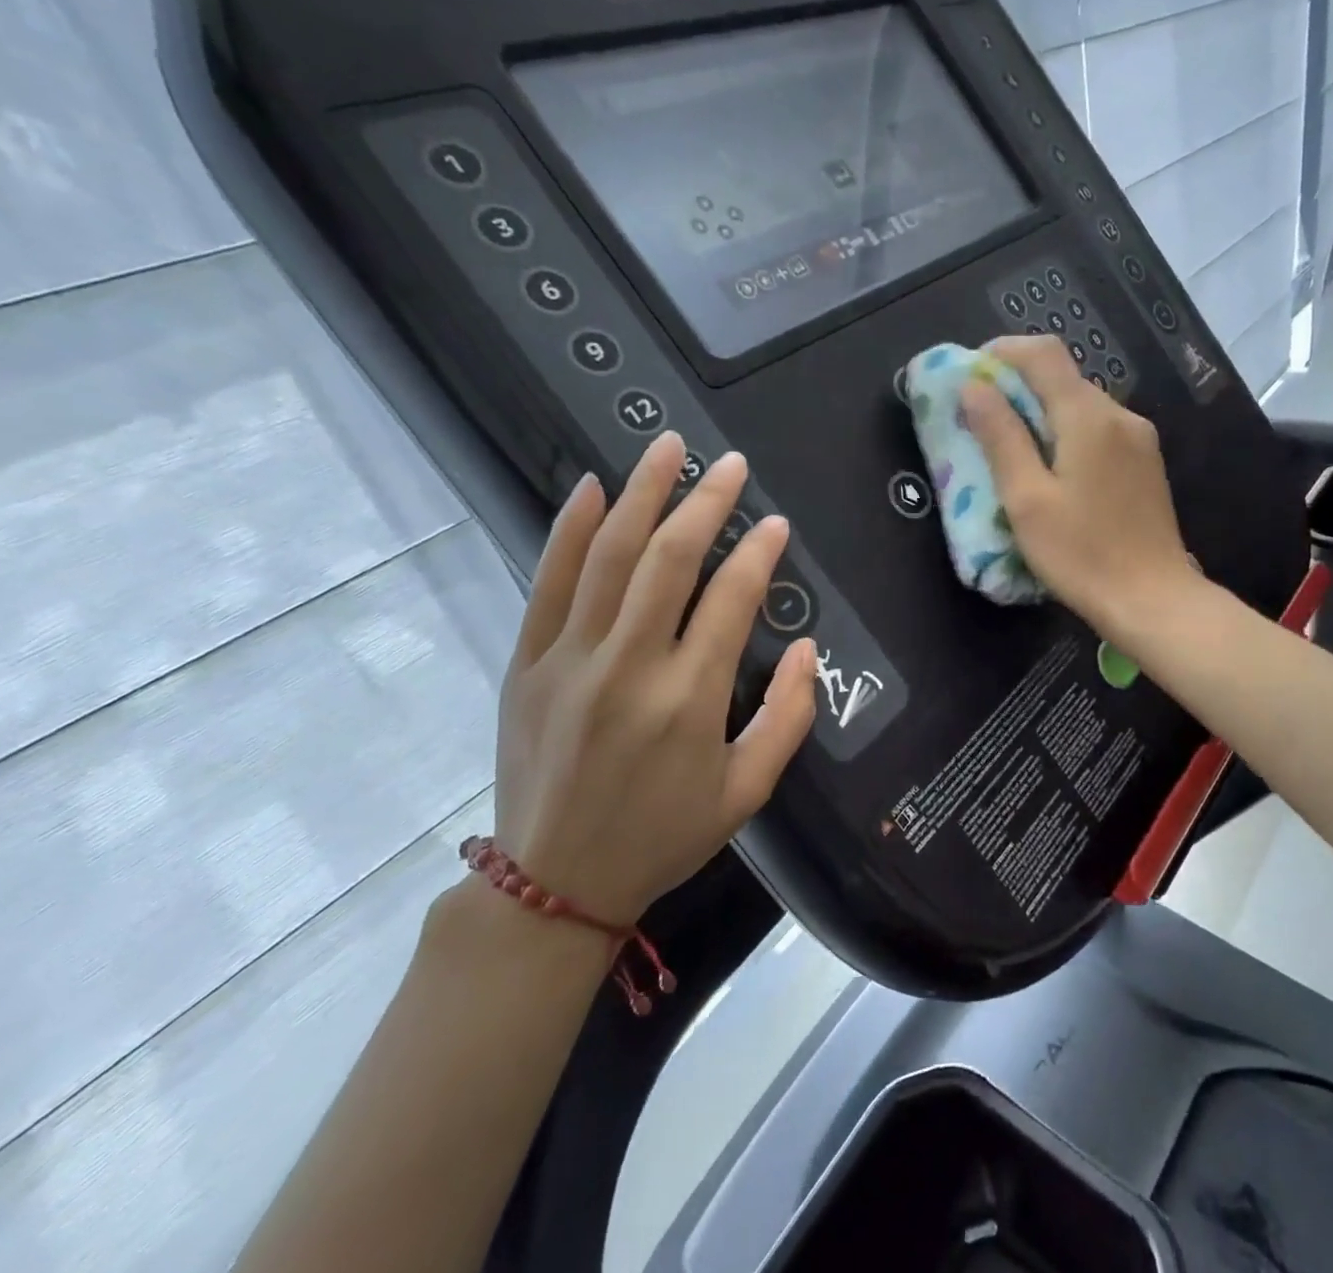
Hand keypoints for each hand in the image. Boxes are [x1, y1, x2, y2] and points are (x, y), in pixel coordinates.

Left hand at [493, 433, 816, 926]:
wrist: (554, 883)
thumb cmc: (663, 836)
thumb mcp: (747, 792)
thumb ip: (789, 717)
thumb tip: (807, 648)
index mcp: (689, 700)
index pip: (731, 600)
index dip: (757, 553)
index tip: (775, 524)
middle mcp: (628, 666)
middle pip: (668, 560)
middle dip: (704, 502)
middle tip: (728, 464)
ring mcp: (568, 660)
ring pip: (607, 556)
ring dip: (640, 494)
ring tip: (666, 448)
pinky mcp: (525, 664)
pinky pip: (547, 584)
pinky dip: (568, 530)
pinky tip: (590, 488)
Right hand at [961, 334, 1198, 638]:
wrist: (1154, 600)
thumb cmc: (1081, 553)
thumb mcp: (1026, 498)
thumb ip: (1000, 437)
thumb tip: (974, 387)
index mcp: (1088, 416)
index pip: (1043, 354)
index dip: (1003, 351)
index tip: (970, 372)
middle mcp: (1120, 415)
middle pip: (1063, 378)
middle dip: (1018, 385)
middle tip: (980, 416)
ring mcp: (1139, 439)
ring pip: (1081, 406)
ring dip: (1042, 412)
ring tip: (1010, 446)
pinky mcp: (1145, 464)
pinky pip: (1099, 430)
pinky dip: (1067, 433)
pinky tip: (1051, 469)